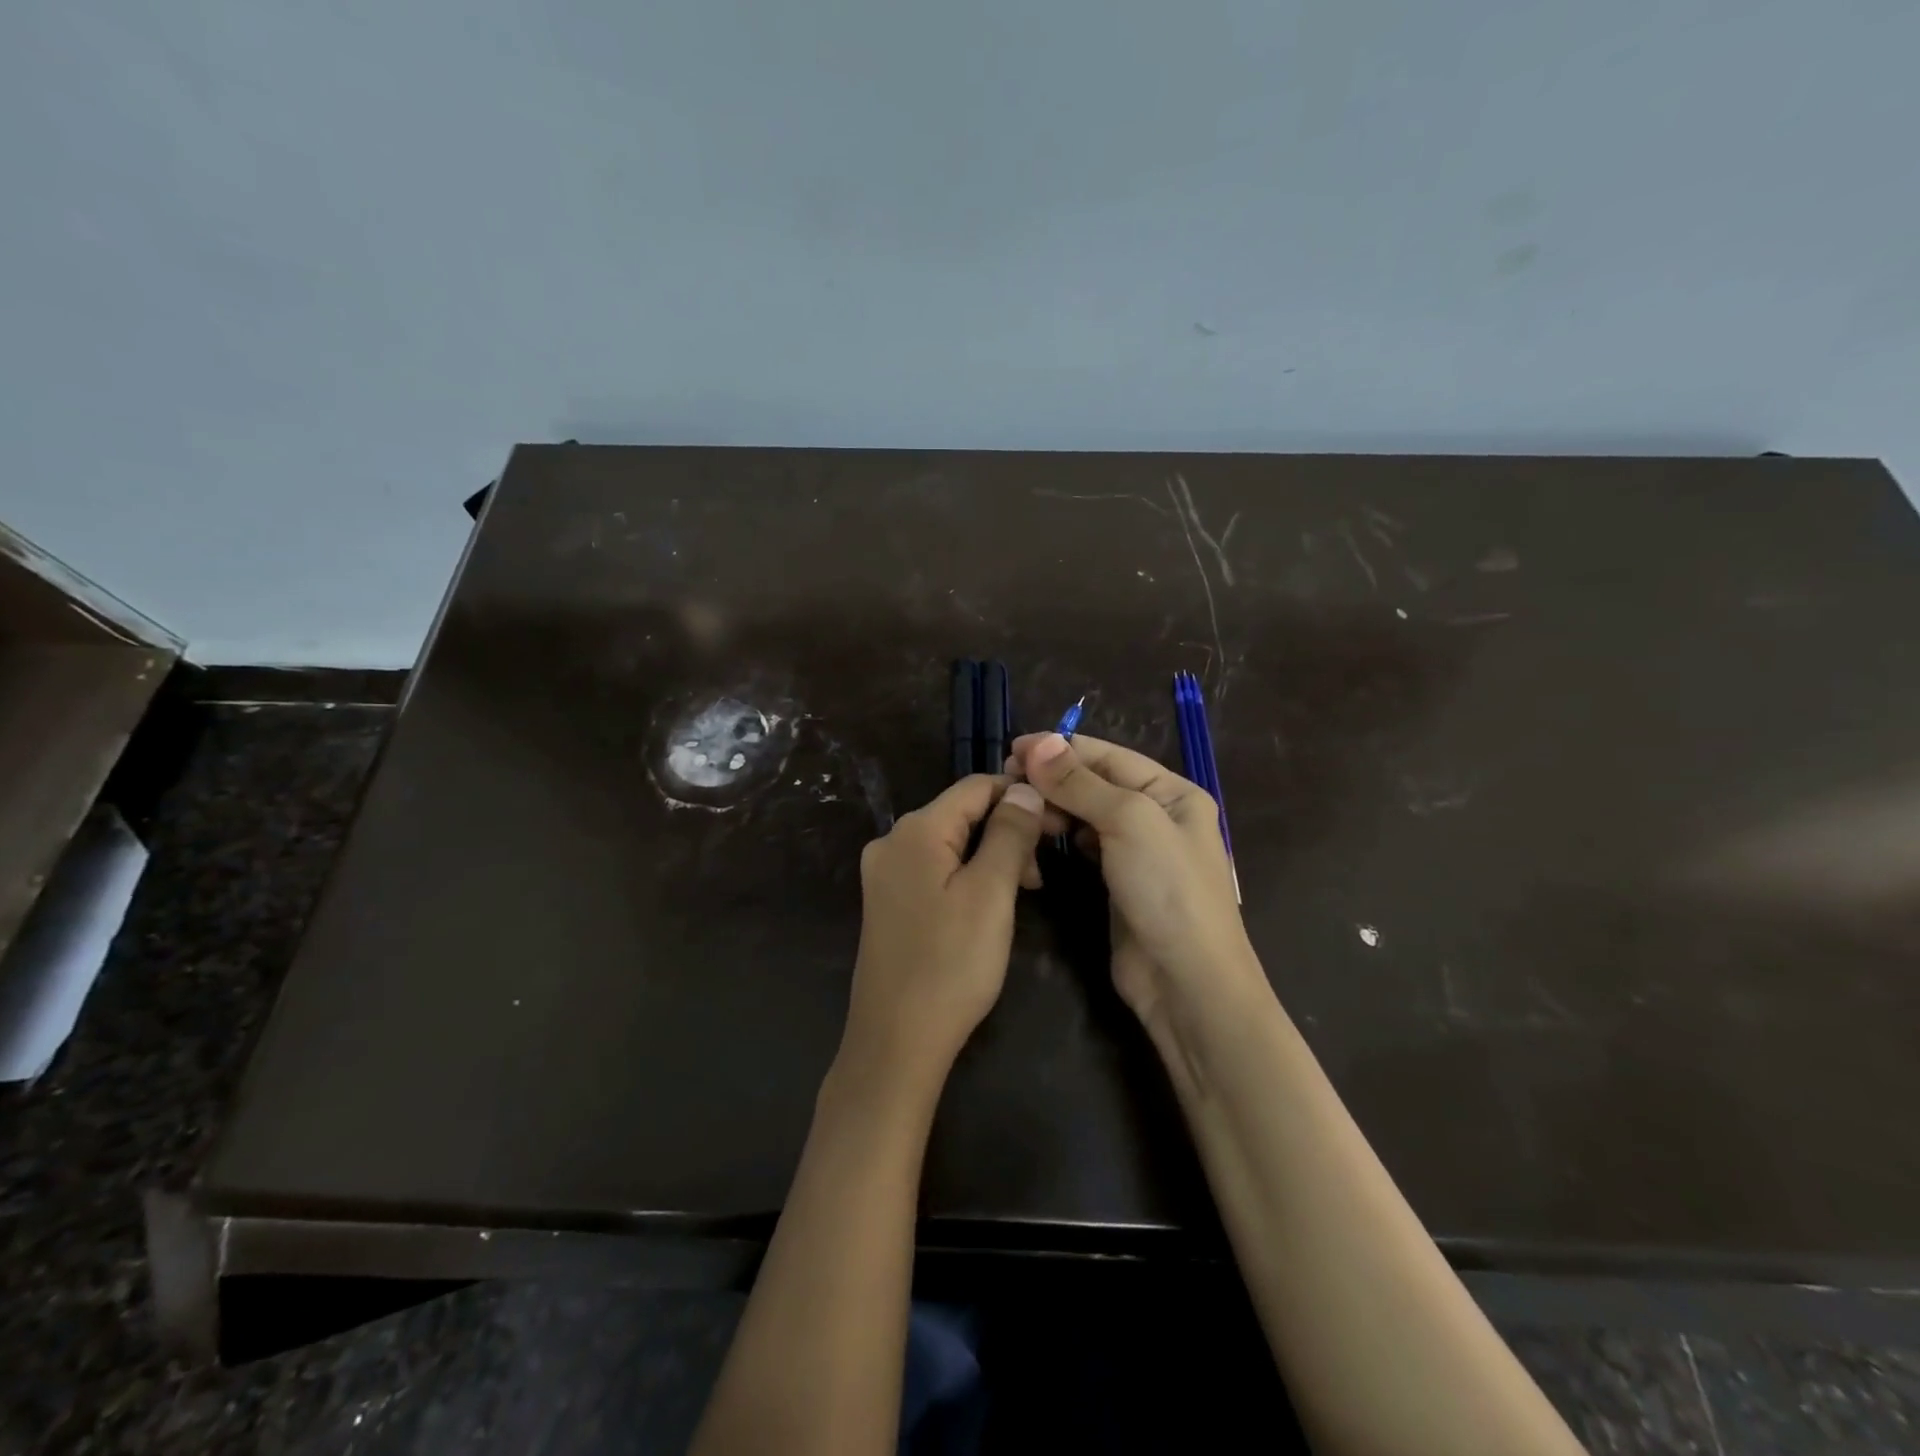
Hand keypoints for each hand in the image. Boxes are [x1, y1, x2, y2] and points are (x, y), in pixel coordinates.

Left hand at [840, 775, 1045, 1098]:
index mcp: (915, 830)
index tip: (1059, 823)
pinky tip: (989, 905)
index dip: (1020, 796)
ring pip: (951, 844)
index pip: (975, 787)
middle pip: (962, 814)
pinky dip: (968, 876)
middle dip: (1007, 831)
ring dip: (992, 856)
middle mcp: (892, 842)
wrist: (896, 1041)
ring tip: (1023, 893)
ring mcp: (885, 874)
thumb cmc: (951, 963)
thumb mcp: (991, 893)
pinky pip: (935, 870)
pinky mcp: (888, 903)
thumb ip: (1010, 833)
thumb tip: (1024, 787)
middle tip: (1041, 874)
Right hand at [1009, 733, 1259, 1023]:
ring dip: (1054, 807)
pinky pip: (1084, 846)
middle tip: (1007, 783)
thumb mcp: (1128, 822)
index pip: (1108, 755)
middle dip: (1053, 779)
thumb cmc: (1167, 890)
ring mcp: (1138, 852)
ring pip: (1086, 814)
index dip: (1060, 749)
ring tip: (1020, 810)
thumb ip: (1081, 782)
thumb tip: (1039, 743)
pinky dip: (1062, 836)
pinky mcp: (1118, 883)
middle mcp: (1157, 816)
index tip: (1012, 749)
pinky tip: (1039, 836)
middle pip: (1096, 783)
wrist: (1187, 983)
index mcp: (1172, 792)